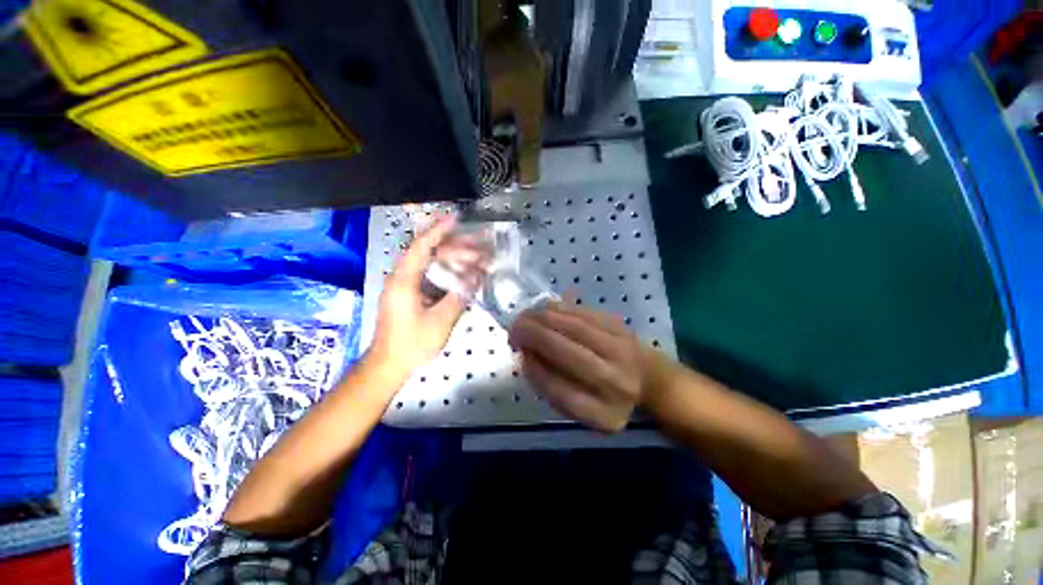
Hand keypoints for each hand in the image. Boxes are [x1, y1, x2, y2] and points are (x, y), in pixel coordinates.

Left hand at [369, 216, 468, 379]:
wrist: (388, 364)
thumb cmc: (412, 344)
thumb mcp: (440, 321)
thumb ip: (459, 296)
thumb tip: (477, 276)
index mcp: (404, 280)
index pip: (421, 246)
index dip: (439, 230)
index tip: (456, 218)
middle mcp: (402, 277)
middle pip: (429, 252)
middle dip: (456, 246)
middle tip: (480, 245)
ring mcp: (405, 285)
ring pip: (431, 263)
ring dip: (454, 258)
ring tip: (477, 257)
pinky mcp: (410, 294)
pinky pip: (430, 275)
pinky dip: (448, 271)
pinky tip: (464, 273)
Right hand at [509, 303, 648, 432]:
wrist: (649, 378)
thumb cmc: (607, 396)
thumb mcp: (581, 408)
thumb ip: (552, 387)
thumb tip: (526, 354)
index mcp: (604, 414)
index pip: (562, 393)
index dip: (535, 371)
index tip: (521, 357)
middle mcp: (616, 383)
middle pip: (570, 354)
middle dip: (535, 336)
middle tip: (514, 328)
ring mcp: (622, 351)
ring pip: (577, 328)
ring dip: (544, 318)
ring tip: (525, 316)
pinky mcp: (621, 327)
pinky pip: (585, 314)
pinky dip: (560, 309)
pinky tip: (544, 308)